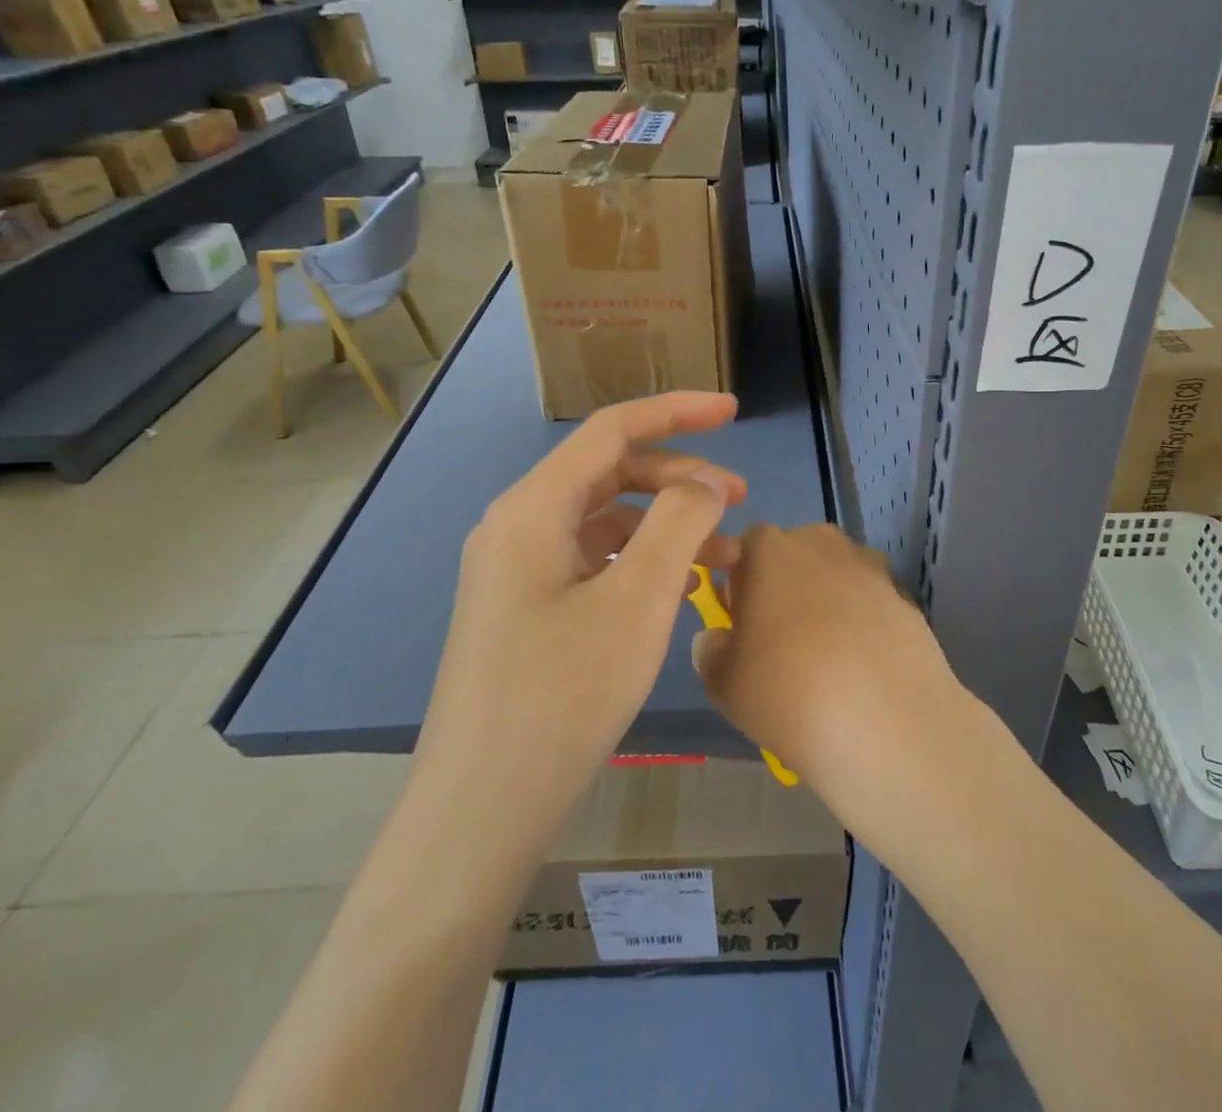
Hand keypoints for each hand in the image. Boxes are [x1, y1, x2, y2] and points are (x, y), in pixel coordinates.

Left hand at [414, 393, 745, 825]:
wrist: (481, 811)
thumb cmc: (562, 696)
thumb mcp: (637, 601)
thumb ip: (679, 522)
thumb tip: (705, 484)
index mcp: (533, 508)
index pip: (613, 429)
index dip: (677, 410)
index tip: (734, 411)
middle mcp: (518, 525)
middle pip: (610, 471)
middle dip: (680, 476)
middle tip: (740, 500)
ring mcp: (518, 569)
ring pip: (607, 519)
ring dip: (667, 523)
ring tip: (726, 554)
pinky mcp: (527, 607)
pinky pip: (594, 559)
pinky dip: (643, 560)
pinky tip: (681, 586)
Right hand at [694, 525, 974, 835]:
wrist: (883, 720)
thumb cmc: (786, 691)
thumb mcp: (724, 683)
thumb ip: (712, 652)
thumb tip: (719, 639)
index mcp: (768, 549)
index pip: (743, 549)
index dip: (738, 584)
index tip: (739, 623)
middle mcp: (819, 542)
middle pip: (793, 557)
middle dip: (784, 589)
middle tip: (780, 643)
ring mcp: (868, 566)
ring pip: (834, 578)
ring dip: (826, 604)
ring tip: (827, 661)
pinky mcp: (904, 595)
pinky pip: (869, 604)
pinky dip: (862, 625)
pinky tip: (861, 669)